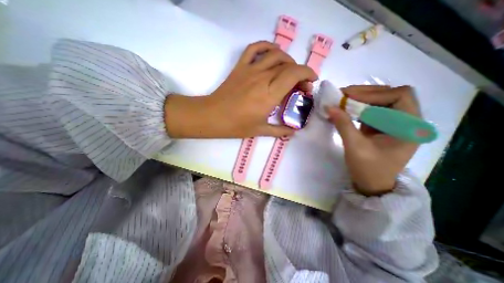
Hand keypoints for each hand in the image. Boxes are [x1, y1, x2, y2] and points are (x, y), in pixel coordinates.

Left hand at [165, 40, 313, 137]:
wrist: (213, 117)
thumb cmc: (236, 125)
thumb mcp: (260, 131)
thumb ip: (279, 131)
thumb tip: (293, 132)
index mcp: (269, 94)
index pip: (294, 74)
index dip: (307, 74)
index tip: (311, 82)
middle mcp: (262, 78)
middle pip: (288, 65)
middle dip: (300, 72)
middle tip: (300, 85)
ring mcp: (250, 69)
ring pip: (275, 54)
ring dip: (288, 60)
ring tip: (290, 70)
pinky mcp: (240, 67)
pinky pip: (254, 48)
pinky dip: (266, 46)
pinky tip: (273, 52)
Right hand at [325, 87, 419, 194]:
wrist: (372, 184)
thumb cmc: (368, 169)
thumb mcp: (354, 146)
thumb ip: (343, 125)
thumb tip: (330, 107)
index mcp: (409, 127)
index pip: (399, 96)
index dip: (374, 94)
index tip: (349, 97)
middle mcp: (406, 121)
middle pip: (389, 95)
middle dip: (365, 93)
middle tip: (342, 95)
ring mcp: (393, 123)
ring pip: (379, 101)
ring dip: (360, 99)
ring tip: (342, 100)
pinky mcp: (381, 126)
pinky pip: (371, 111)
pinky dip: (358, 108)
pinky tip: (345, 109)